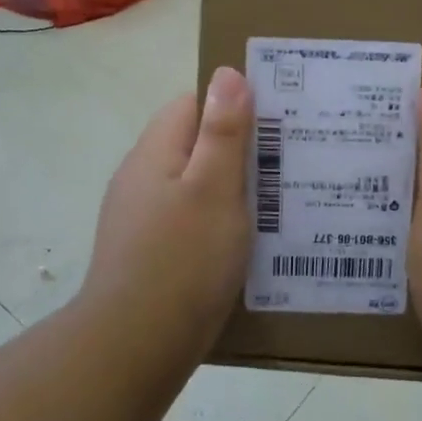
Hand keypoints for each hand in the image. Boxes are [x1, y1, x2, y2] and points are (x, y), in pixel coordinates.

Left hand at [78, 67, 254, 353]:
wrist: (134, 347)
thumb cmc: (182, 260)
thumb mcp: (214, 188)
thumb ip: (222, 131)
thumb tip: (227, 73)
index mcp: (155, 153)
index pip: (192, 104)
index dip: (232, 105)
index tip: (275, 121)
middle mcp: (141, 178)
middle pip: (194, 145)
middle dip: (238, 150)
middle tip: (287, 164)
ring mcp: (141, 218)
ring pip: (194, 186)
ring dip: (231, 191)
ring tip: (277, 204)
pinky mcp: (149, 253)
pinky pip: (190, 222)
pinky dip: (217, 224)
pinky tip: (245, 244)